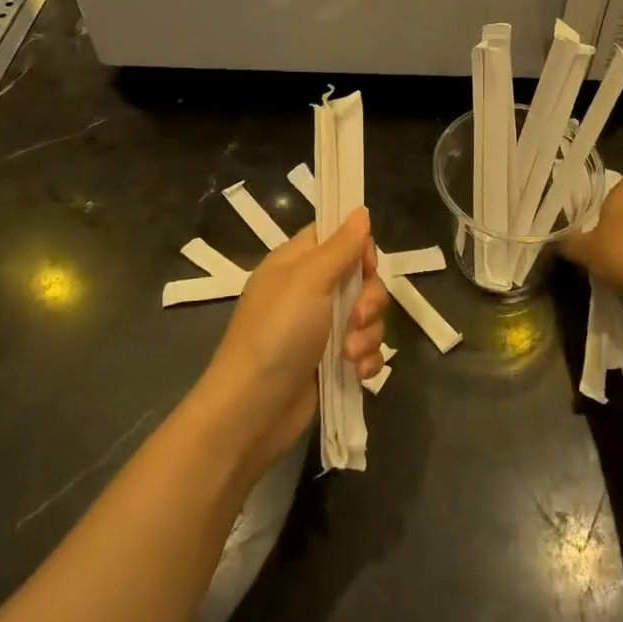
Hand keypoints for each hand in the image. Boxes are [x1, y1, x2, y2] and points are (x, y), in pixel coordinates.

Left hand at [198, 209, 387, 477]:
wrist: (253, 410)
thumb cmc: (276, 334)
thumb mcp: (308, 281)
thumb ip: (340, 247)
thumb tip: (360, 211)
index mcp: (295, 263)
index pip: (336, 236)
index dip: (358, 247)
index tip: (367, 265)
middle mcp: (309, 291)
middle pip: (360, 278)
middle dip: (370, 299)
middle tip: (358, 318)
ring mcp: (320, 329)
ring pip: (367, 316)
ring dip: (368, 334)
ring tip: (350, 354)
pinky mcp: (331, 363)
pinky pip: (365, 349)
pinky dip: (366, 359)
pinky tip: (358, 373)